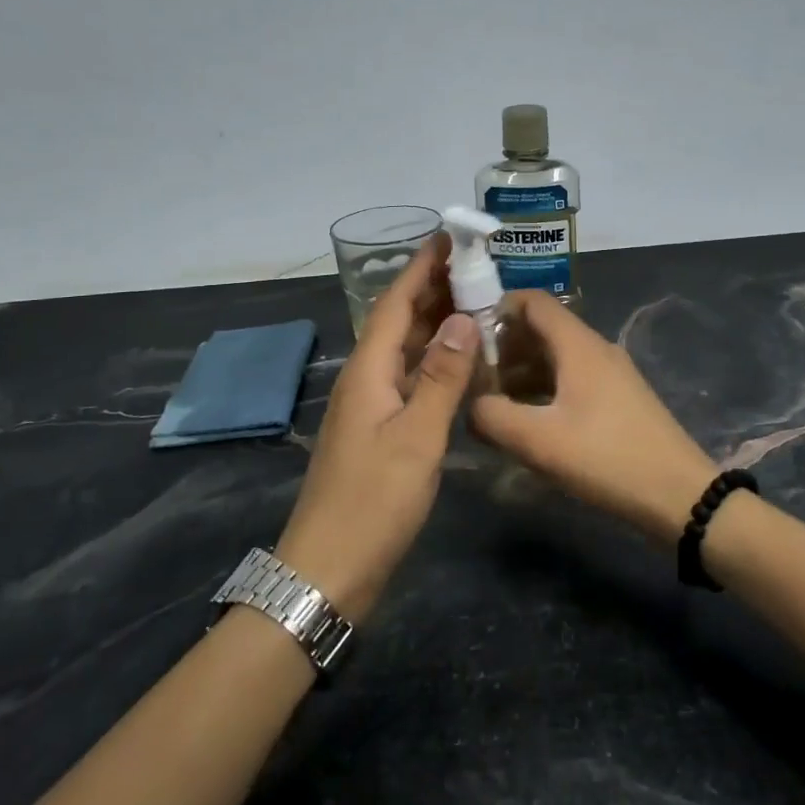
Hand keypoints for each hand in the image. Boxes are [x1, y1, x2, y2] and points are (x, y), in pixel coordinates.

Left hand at [275, 236, 478, 619]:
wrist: (329, 569)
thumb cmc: (373, 501)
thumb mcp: (416, 437)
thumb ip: (441, 377)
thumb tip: (463, 318)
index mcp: (368, 371)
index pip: (394, 303)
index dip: (421, 268)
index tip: (448, 236)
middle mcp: (365, 380)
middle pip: (397, 321)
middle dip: (431, 289)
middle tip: (475, 266)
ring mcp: (370, 407)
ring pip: (404, 350)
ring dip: (434, 323)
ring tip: (474, 303)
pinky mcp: (379, 431)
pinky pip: (409, 379)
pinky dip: (434, 361)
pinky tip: (460, 363)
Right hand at [470, 292, 716, 546]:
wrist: (679, 495)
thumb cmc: (607, 458)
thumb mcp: (539, 441)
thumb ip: (492, 416)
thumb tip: (470, 404)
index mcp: (578, 345)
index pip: (532, 301)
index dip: (495, 308)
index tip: (464, 334)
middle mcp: (595, 349)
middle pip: (541, 329)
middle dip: (503, 348)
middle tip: (471, 378)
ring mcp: (609, 374)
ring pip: (555, 357)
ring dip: (520, 373)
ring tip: (491, 403)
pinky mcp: (617, 399)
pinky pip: (570, 379)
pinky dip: (542, 390)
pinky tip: (526, 421)